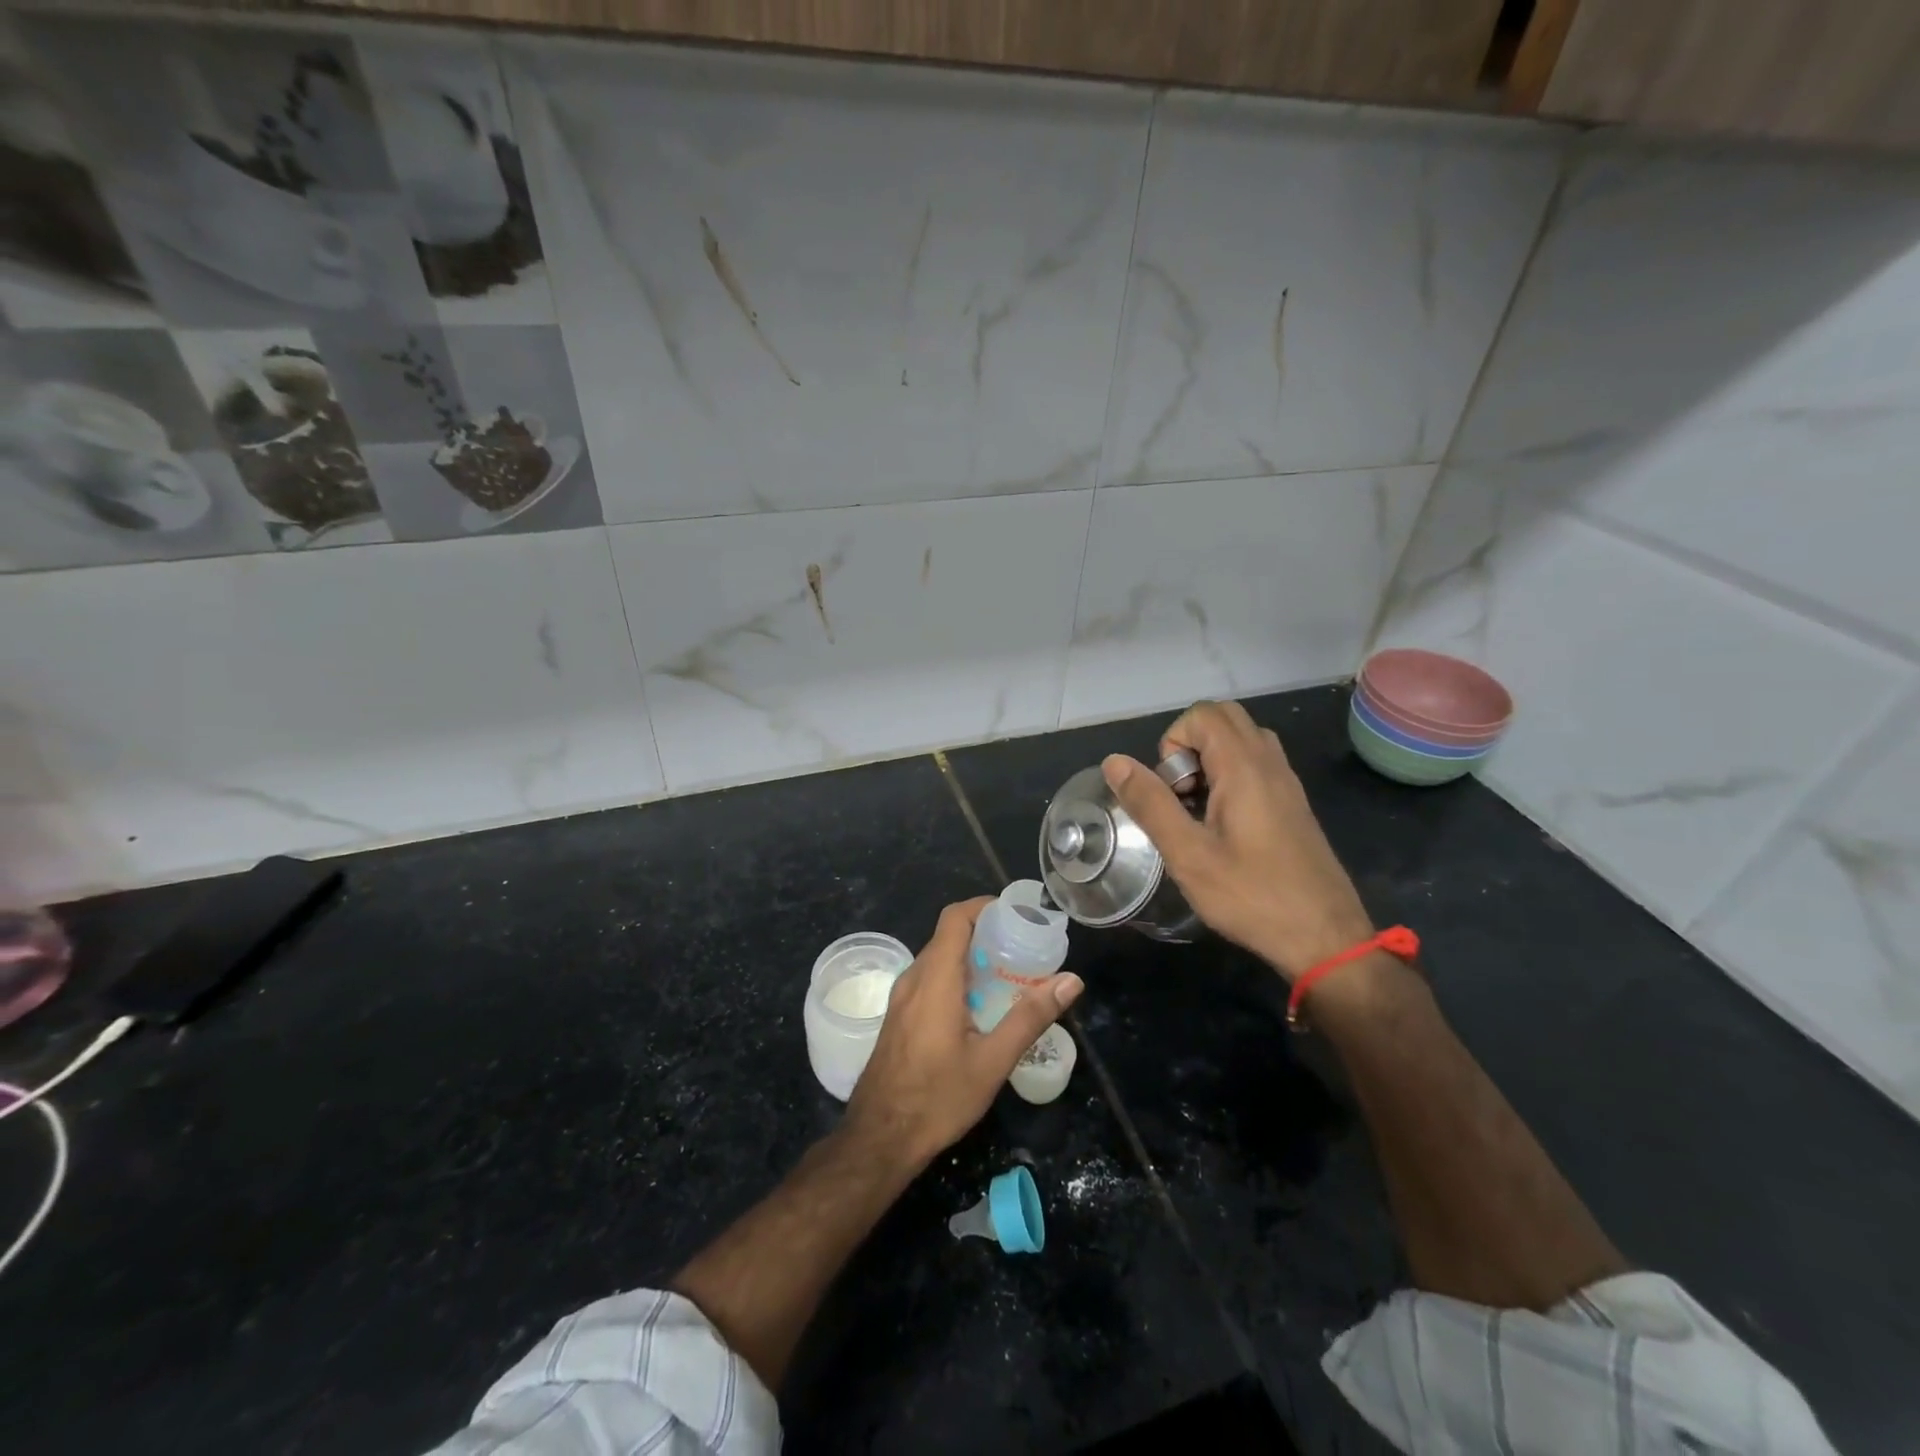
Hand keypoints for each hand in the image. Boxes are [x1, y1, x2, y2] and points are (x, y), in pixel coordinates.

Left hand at [844, 898, 1082, 1169]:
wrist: (879, 1138)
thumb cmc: (937, 1098)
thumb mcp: (992, 1061)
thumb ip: (1031, 1017)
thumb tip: (1071, 980)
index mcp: (935, 978)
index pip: (955, 918)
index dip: (984, 906)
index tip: (1017, 914)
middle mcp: (913, 978)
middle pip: (948, 936)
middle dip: (986, 934)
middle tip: (1024, 948)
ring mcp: (901, 998)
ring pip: (938, 959)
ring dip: (971, 958)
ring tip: (1008, 975)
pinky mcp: (898, 1016)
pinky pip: (929, 980)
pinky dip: (956, 978)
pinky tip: (980, 1006)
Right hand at [1102, 700, 1372, 980]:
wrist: (1326, 938)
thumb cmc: (1252, 896)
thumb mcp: (1188, 854)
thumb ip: (1150, 803)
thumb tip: (1114, 762)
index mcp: (1244, 767)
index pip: (1201, 715)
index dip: (1172, 743)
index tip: (1171, 791)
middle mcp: (1270, 763)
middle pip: (1223, 719)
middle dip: (1189, 746)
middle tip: (1181, 794)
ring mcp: (1286, 783)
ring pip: (1241, 741)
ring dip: (1209, 760)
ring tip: (1197, 810)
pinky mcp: (1292, 804)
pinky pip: (1256, 765)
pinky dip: (1229, 777)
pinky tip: (1222, 827)